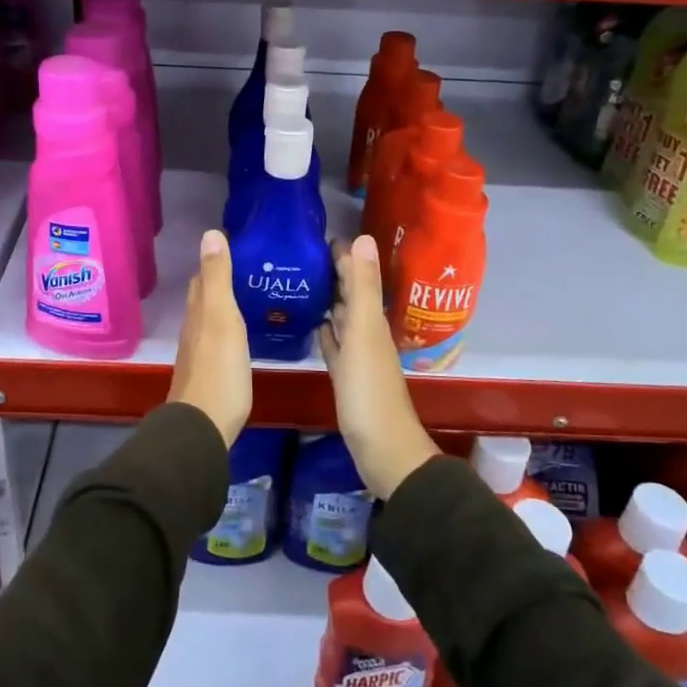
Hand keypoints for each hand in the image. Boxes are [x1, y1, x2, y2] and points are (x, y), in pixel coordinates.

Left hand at [169, 230, 251, 445]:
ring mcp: (200, 352)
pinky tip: (244, 332)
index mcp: (199, 311)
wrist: (203, 425)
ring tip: (253, 295)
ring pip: (211, 318)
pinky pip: (219, 339)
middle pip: (204, 296)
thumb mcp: (222, 317)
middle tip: (250, 268)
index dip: (215, 260)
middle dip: (220, 280)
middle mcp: (195, 328)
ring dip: (226, 304)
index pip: (202, 277)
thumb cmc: (219, 369)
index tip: (238, 246)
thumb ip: (217, 278)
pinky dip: (229, 327)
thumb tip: (210, 234)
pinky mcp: (210, 372)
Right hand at [319, 235, 436, 498]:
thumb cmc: (369, 390)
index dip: (343, 256)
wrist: (382, 450)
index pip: (357, 277)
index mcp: (371, 319)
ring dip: (329, 301)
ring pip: (343, 319)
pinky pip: (336, 346)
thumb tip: (364, 237)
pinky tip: (316, 326)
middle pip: (350, 295)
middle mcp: (367, 333)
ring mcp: (357, 356)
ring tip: (305, 283)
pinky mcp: (347, 377)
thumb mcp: (364, 332)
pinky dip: (327, 333)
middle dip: (334, 274)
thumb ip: (364, 287)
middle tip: (304, 255)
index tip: (318, 236)